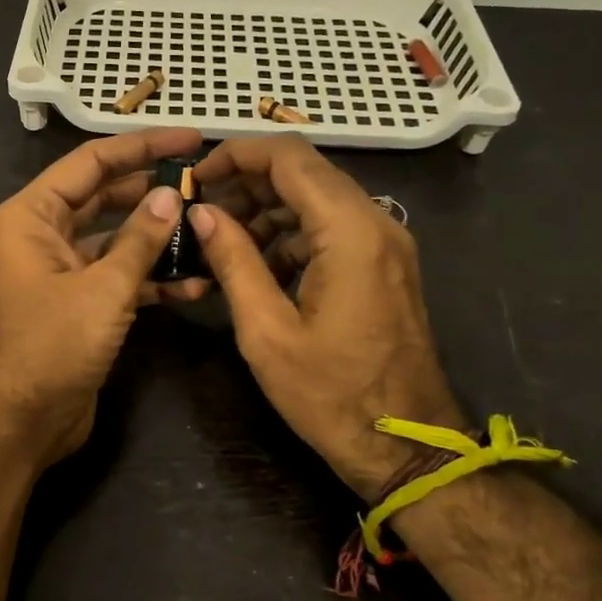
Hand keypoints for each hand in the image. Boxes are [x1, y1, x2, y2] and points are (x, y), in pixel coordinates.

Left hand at [0, 128, 206, 472]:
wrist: (21, 423)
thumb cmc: (51, 346)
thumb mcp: (102, 288)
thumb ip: (139, 239)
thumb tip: (170, 195)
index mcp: (33, 215)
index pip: (91, 163)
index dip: (141, 146)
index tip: (190, 138)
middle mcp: (44, 235)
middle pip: (105, 196)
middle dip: (153, 190)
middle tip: (207, 181)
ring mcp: (63, 271)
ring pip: (117, 239)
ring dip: (158, 238)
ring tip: (210, 229)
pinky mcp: (81, 304)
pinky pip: (120, 277)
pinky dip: (152, 279)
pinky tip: (196, 284)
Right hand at [188, 134, 464, 499]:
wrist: (407, 446)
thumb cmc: (330, 394)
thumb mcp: (266, 330)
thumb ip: (233, 260)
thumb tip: (202, 212)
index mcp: (348, 231)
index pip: (288, 157)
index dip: (235, 155)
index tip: (194, 179)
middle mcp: (375, 222)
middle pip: (304, 172)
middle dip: (247, 183)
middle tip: (200, 213)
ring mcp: (386, 244)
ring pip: (318, 199)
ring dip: (267, 210)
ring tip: (220, 242)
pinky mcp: (384, 265)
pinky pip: (332, 229)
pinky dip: (291, 234)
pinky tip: (256, 266)